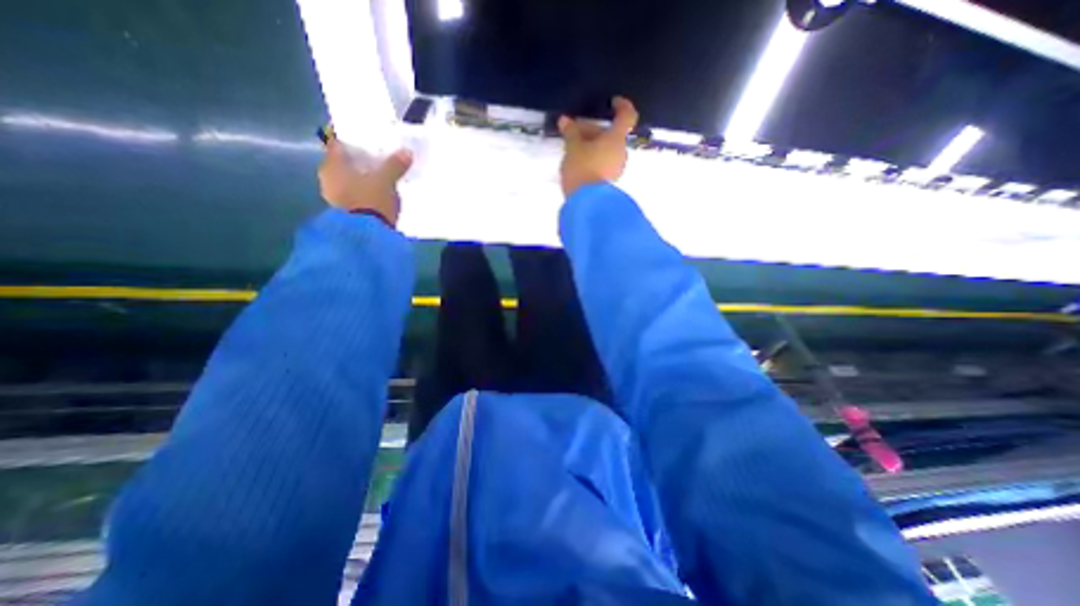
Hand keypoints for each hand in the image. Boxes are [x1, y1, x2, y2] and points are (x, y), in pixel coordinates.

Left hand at [317, 140, 412, 225]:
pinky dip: (363, 191)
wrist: (367, 236)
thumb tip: (406, 151)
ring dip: (361, 178)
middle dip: (359, 160)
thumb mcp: (386, 181)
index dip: (352, 139)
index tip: (366, 138)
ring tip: (380, 176)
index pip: (338, 144)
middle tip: (377, 157)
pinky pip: (354, 194)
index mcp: (332, 165)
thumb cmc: (371, 201)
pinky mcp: (345, 212)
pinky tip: (377, 193)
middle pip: (343, 163)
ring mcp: (334, 197)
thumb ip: (394, 165)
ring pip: (348, 180)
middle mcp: (328, 178)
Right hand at [561, 94, 633, 196]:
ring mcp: (616, 168)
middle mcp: (621, 152)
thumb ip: (571, 132)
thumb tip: (565, 120)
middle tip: (572, 132)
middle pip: (610, 135)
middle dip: (592, 131)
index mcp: (616, 139)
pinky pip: (603, 163)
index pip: (627, 116)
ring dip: (592, 145)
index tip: (612, 103)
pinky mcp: (609, 181)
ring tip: (573, 149)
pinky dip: (593, 158)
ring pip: (606, 150)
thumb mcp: (573, 147)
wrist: (586, 202)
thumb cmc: (582, 168)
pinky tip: (578, 163)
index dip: (622, 106)